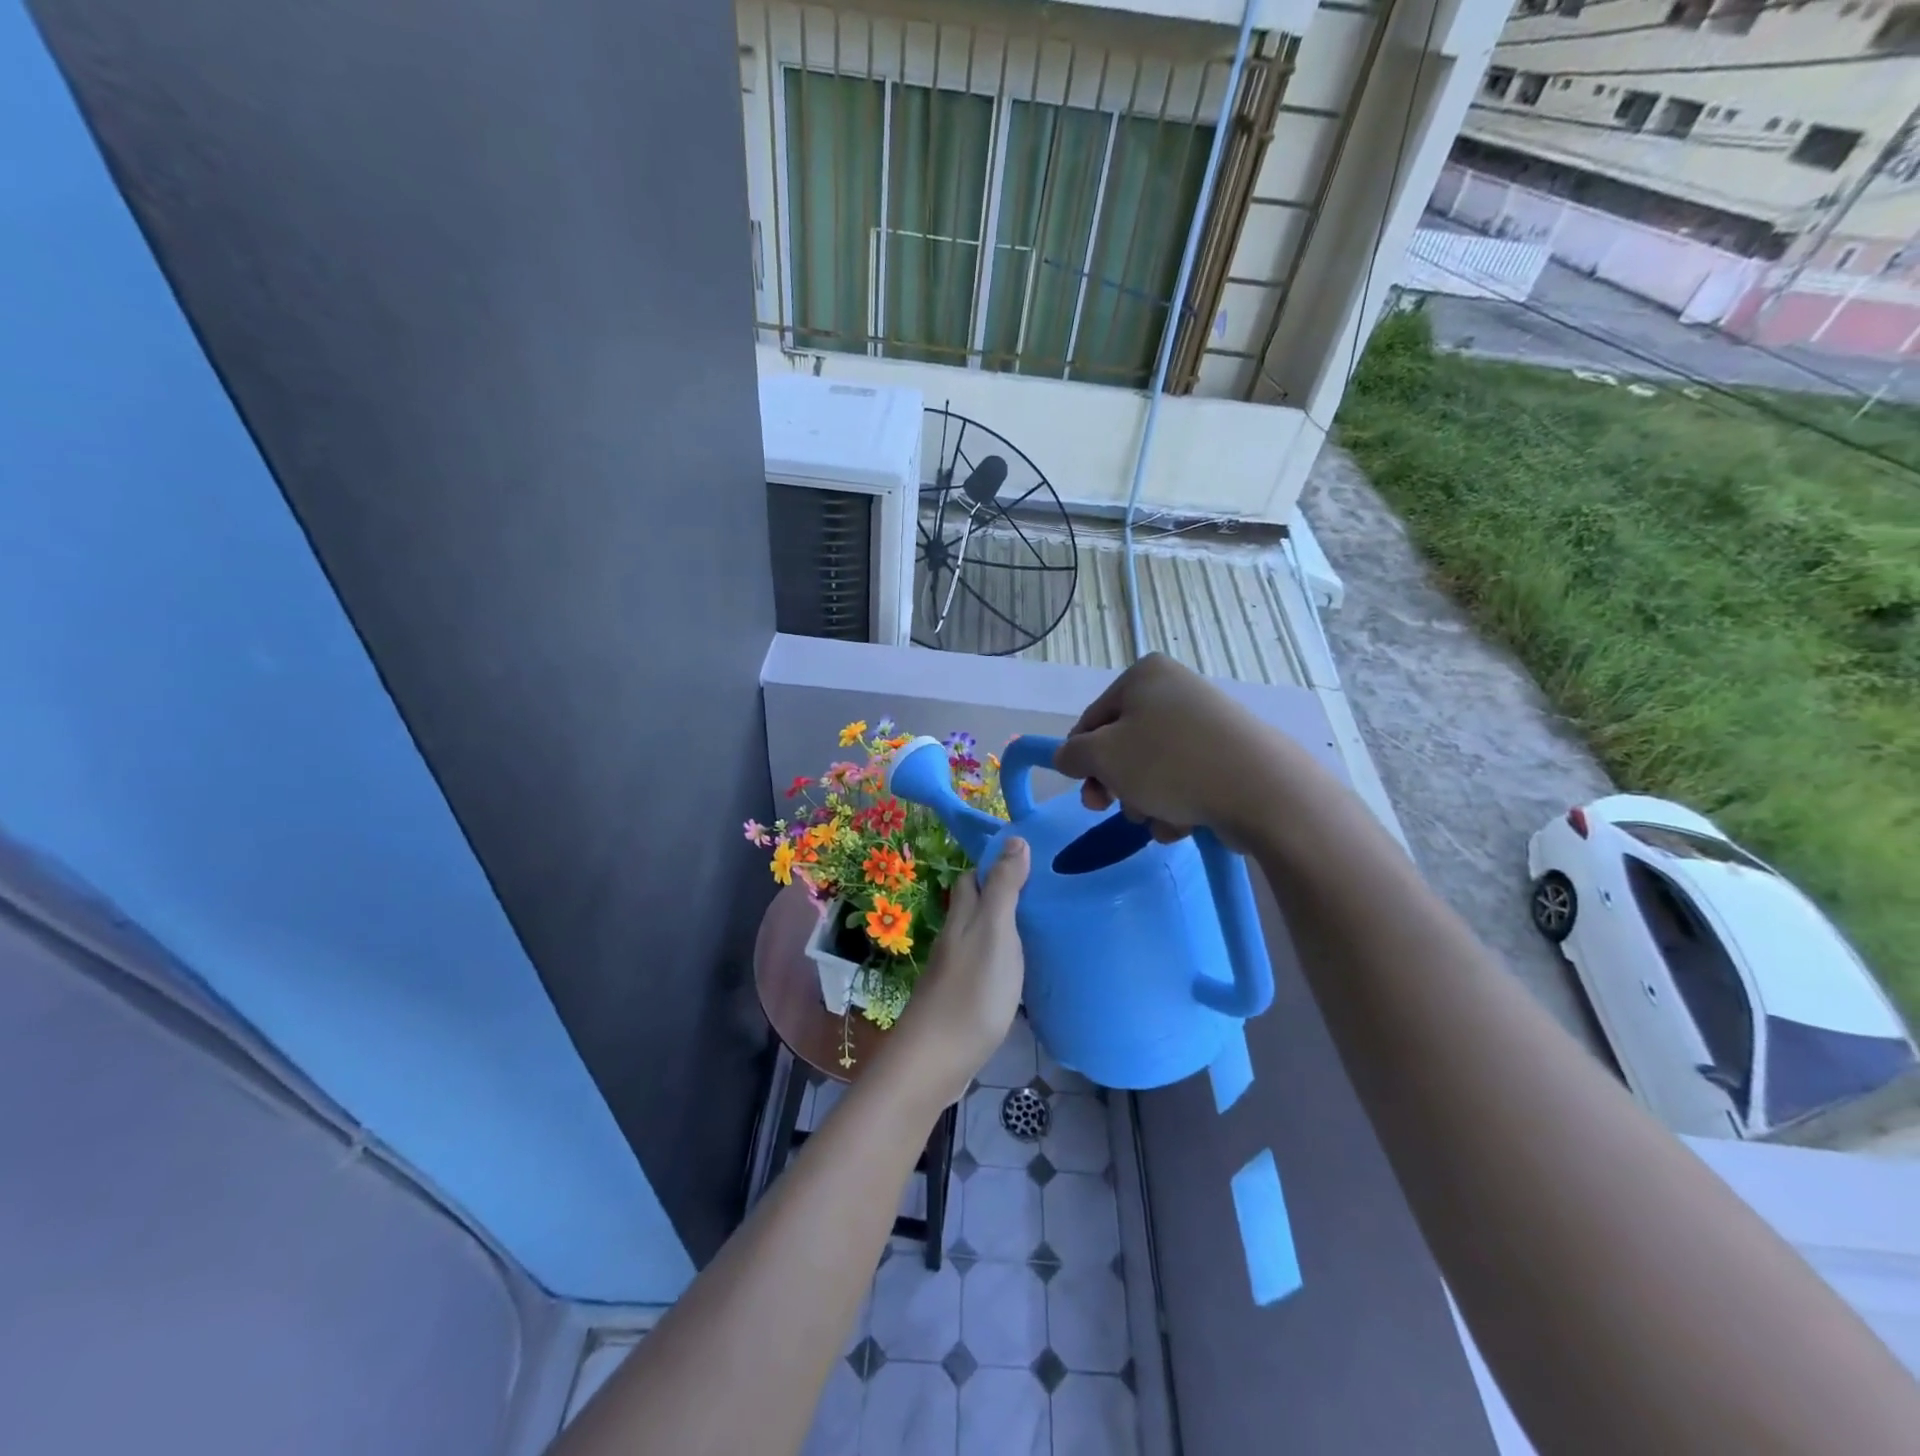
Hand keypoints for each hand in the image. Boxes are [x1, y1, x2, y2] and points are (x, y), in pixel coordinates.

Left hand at [886, 839, 1030, 1105]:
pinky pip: (986, 967)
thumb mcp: (995, 931)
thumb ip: (1004, 888)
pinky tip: (1025, 972)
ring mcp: (957, 971)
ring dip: (1005, 928)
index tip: (1030, 860)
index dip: (995, 865)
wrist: (936, 1060)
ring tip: (1043, 928)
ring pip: (981, 937)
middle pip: (975, 906)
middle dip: (1002, 894)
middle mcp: (956, 938)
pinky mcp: (964, 1000)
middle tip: (1044, 894)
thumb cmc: (972, 991)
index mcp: (963, 917)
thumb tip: (1015, 839)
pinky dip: (1005, 960)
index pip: (973, 878)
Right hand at [1053, 654, 1274, 848]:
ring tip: (1160, 817)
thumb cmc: (1169, 763)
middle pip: (1123, 746)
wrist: (1261, 790)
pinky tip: (1184, 822)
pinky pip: (1184, 780)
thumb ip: (1072, 755)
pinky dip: (1176, 804)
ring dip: (1145, 801)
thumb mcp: (1103, 756)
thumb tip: (1068, 757)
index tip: (1087, 792)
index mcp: (1144, 676)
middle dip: (1118, 785)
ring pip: (1152, 769)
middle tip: (1114, 809)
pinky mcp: (1227, 756)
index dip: (1083, 759)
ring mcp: (1205, 723)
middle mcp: (1175, 690)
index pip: (1092, 720)